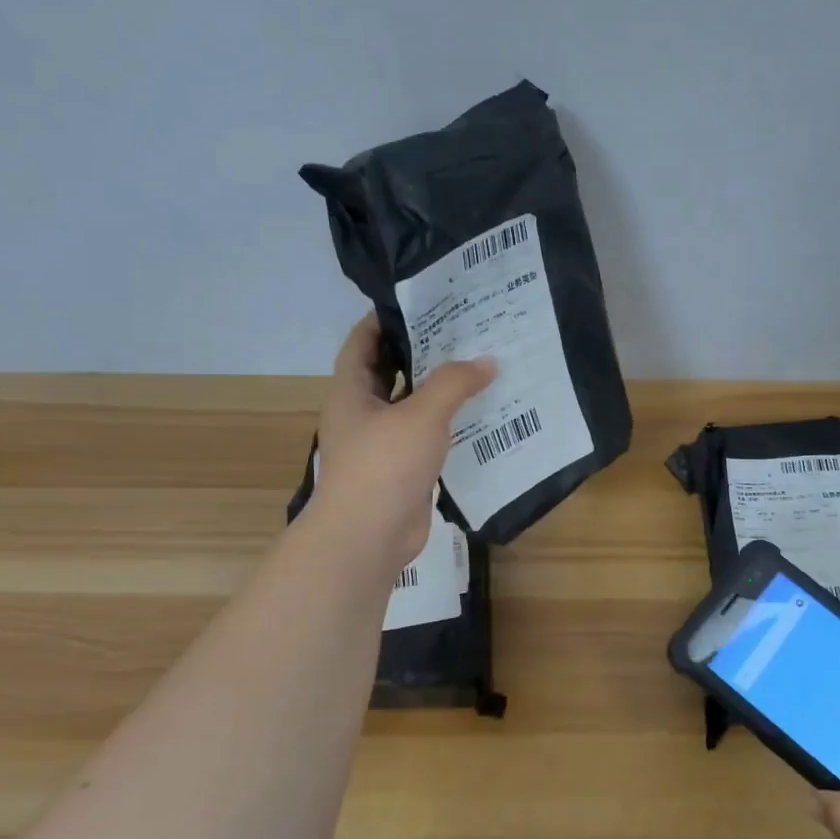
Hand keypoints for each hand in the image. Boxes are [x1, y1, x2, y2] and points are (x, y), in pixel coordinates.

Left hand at [309, 315, 494, 568]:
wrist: (369, 536)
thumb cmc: (384, 465)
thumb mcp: (422, 415)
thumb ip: (455, 383)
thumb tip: (487, 361)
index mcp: (352, 392)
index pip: (363, 342)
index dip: (386, 319)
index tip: (422, 302)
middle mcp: (362, 413)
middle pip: (390, 372)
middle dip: (421, 352)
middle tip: (462, 332)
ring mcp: (380, 444)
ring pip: (411, 407)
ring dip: (439, 391)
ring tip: (478, 368)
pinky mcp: (401, 470)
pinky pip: (425, 437)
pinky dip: (447, 425)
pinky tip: (479, 416)